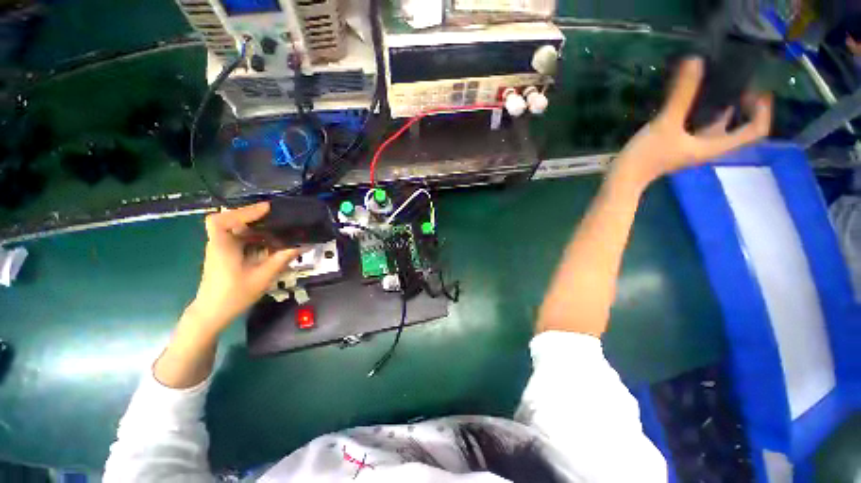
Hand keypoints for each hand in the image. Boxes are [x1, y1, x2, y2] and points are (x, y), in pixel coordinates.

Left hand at [185, 202, 299, 336]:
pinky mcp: (226, 254)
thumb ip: (282, 258)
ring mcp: (221, 248)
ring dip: (256, 226)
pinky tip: (269, 240)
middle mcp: (218, 243)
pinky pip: (239, 238)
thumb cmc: (234, 295)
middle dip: (254, 216)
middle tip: (277, 215)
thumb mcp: (262, 276)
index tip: (267, 209)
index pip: (221, 220)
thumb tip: (304, 245)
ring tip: (277, 225)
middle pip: (231, 220)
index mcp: (222, 247)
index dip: (243, 211)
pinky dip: (254, 235)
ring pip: (236, 229)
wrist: (213, 313)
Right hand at [613, 57, 772, 184]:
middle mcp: (709, 145)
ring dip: (723, 104)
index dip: (762, 110)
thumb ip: (681, 95)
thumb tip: (695, 60)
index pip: (754, 130)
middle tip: (738, 79)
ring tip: (718, 82)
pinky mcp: (678, 143)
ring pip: (719, 123)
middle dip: (744, 103)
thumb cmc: (647, 158)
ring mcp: (693, 145)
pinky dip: (703, 110)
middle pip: (739, 125)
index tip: (754, 89)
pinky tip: (693, 97)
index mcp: (715, 145)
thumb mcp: (665, 125)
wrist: (623, 178)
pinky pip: (700, 124)